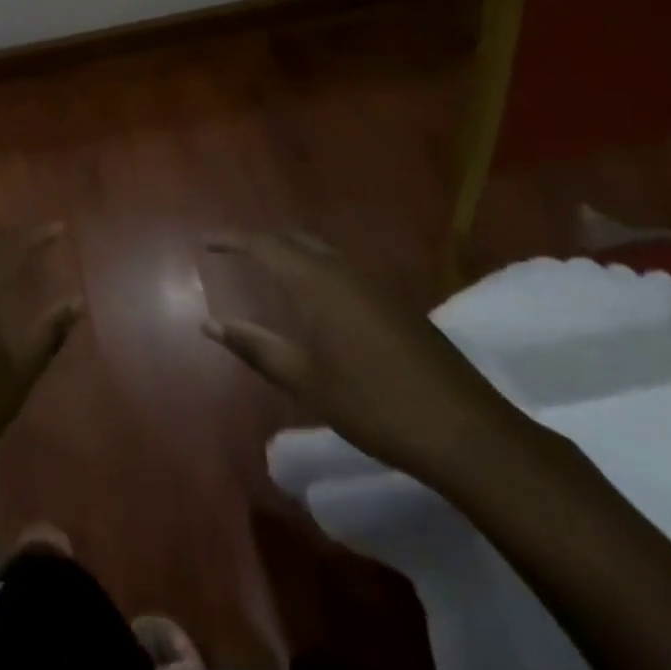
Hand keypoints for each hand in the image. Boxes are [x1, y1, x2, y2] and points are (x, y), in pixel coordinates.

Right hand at [202, 232, 528, 487]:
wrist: (466, 431)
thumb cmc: (374, 405)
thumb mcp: (306, 381)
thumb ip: (255, 347)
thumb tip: (208, 323)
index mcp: (316, 284)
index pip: (263, 244)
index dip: (230, 239)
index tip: (204, 242)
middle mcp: (342, 271)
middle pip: (292, 238)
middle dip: (258, 240)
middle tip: (232, 253)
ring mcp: (372, 284)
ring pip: (319, 250)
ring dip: (288, 252)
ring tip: (265, 270)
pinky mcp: (393, 302)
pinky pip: (340, 267)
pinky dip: (313, 267)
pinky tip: (313, 298)